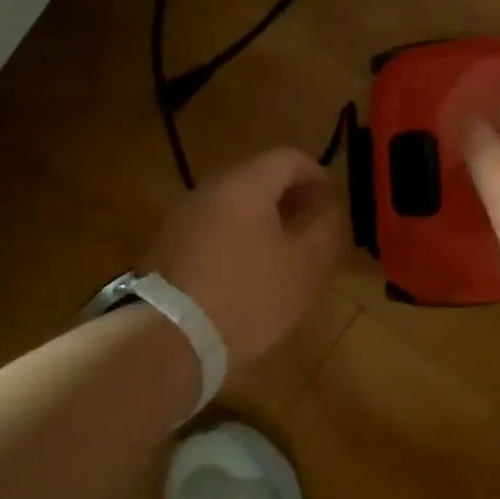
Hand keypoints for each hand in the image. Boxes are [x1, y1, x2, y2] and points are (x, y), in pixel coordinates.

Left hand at [144, 148, 344, 368]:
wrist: (168, 340)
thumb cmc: (249, 296)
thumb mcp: (306, 265)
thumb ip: (326, 226)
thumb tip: (327, 207)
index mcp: (245, 185)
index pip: (289, 158)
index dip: (318, 176)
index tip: (332, 207)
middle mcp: (209, 190)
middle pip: (259, 179)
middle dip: (291, 199)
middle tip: (312, 231)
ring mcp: (182, 218)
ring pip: (234, 206)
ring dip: (263, 222)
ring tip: (283, 256)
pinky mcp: (167, 247)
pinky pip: (213, 230)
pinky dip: (237, 240)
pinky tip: (247, 275)